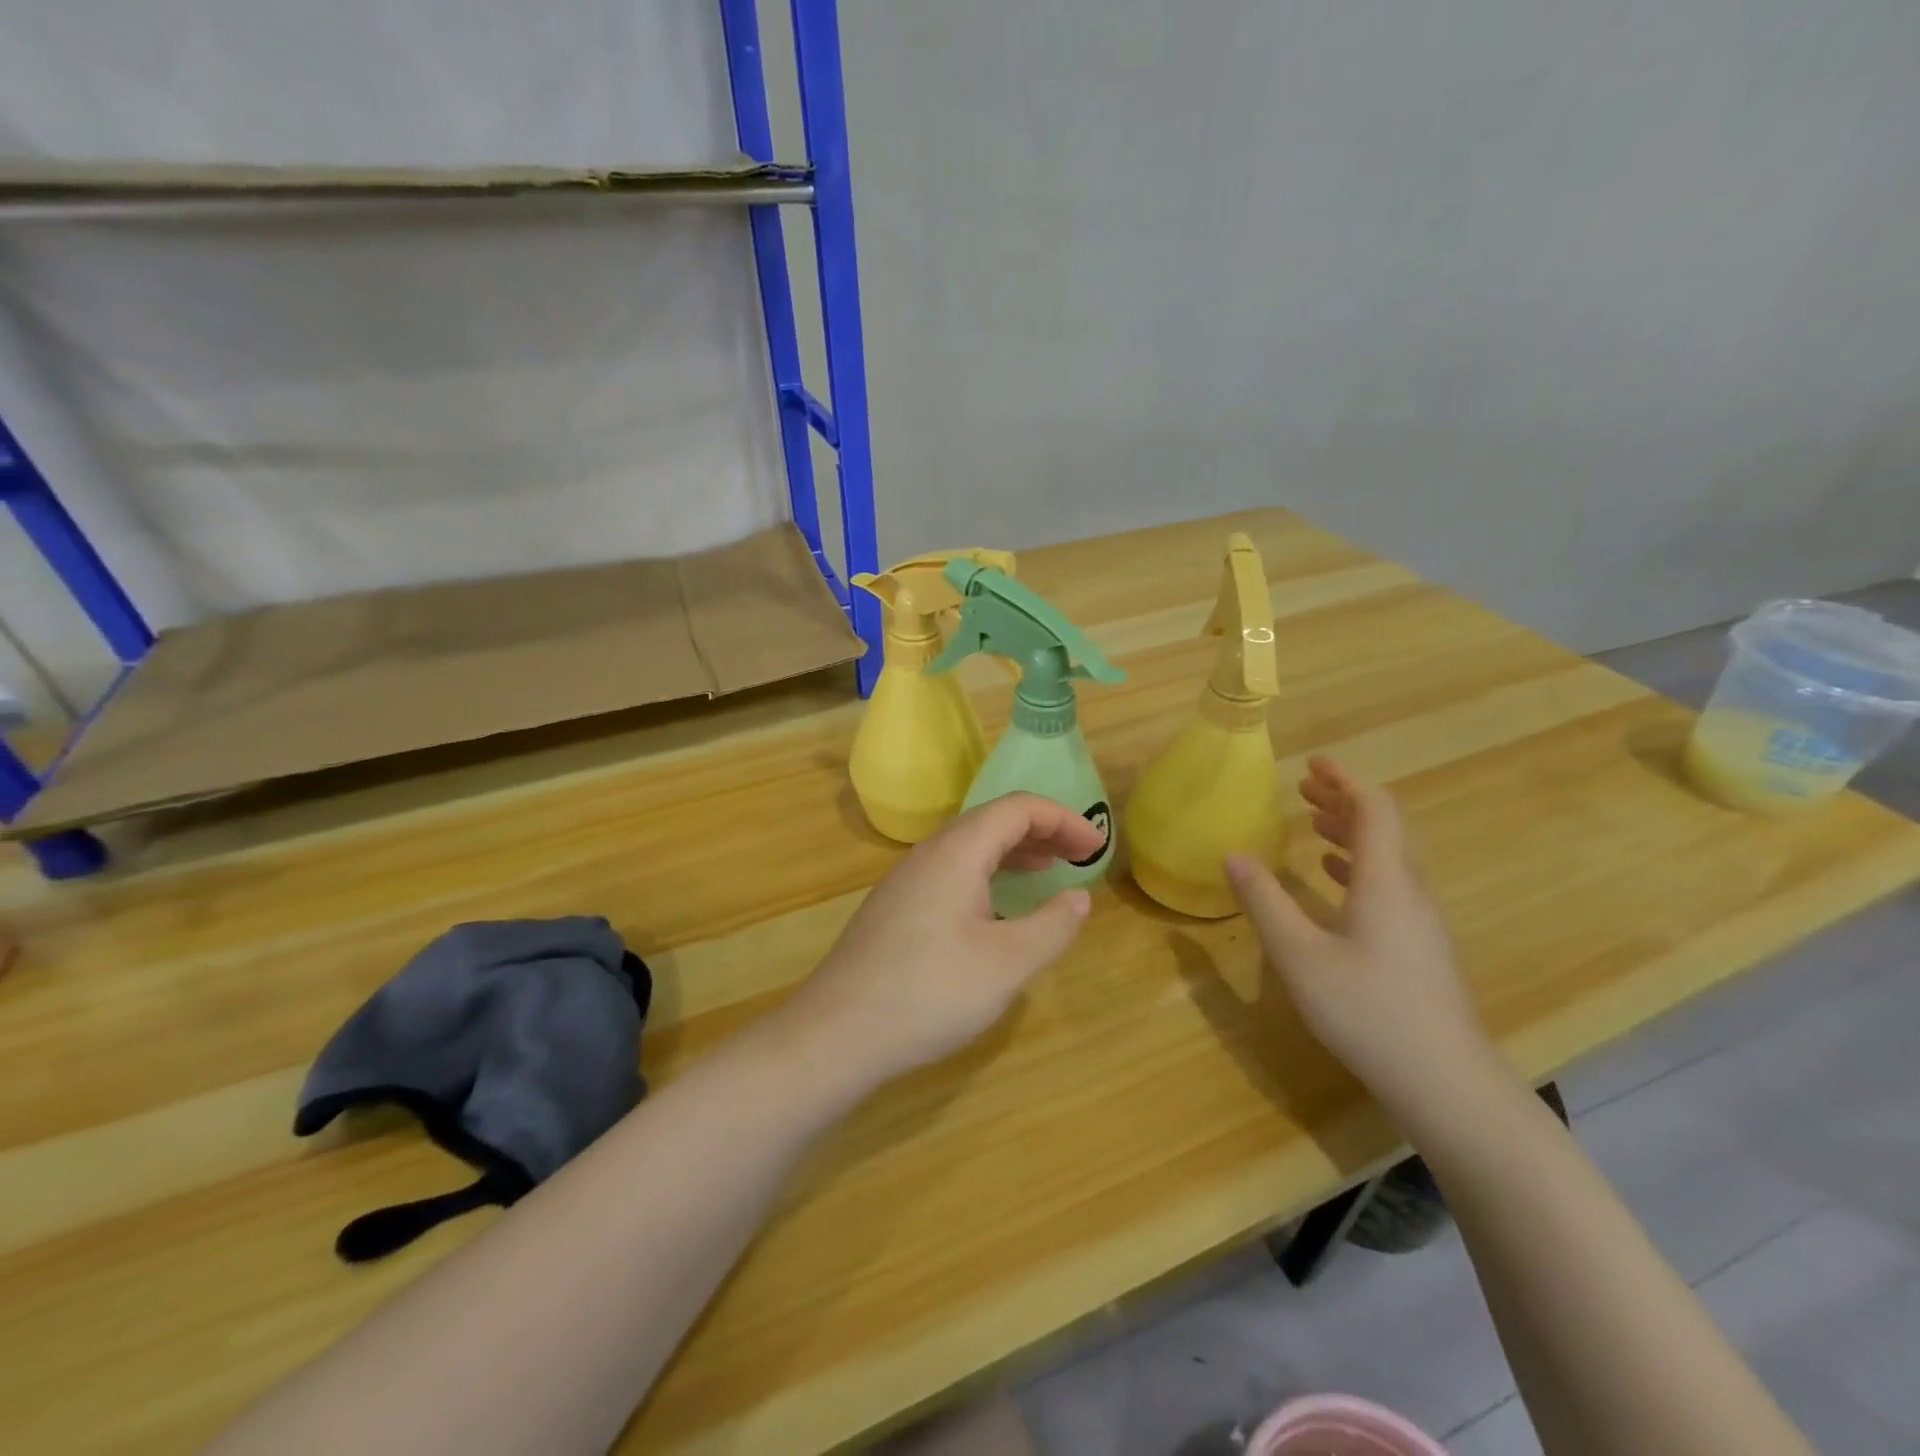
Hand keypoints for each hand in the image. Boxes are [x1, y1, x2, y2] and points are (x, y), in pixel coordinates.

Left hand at [788, 793, 1100, 1083]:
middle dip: (1041, 833)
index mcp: (956, 851)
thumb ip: (1052, 926)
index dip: (1063, 819)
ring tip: (1047, 872)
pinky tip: (996, 909)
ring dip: (1013, 853)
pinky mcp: (895, 908)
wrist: (836, 1033)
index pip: (1018, 809)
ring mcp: (905, 881)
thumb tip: (1078, 897)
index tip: (1097, 848)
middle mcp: (928, 854)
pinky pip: (951, 872)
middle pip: (992, 822)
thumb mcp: (1007, 964)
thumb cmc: (930, 993)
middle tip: (1079, 858)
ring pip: (969, 848)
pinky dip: (987, 875)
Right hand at [1225, 757, 1500, 1115]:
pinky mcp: (1420, 945)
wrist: (1444, 1081)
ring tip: (1312, 822)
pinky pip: (1391, 882)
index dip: (1344, 780)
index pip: (1374, 809)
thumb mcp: (1299, 955)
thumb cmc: (1367, 1011)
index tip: (1312, 763)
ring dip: (1351, 831)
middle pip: (1385, 827)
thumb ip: (1264, 901)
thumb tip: (1232, 854)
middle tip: (1303, 788)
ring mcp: (1421, 919)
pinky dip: (1359, 864)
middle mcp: (1410, 890)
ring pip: (1389, 855)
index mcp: (1386, 881)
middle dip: (1344, 800)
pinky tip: (1332, 877)